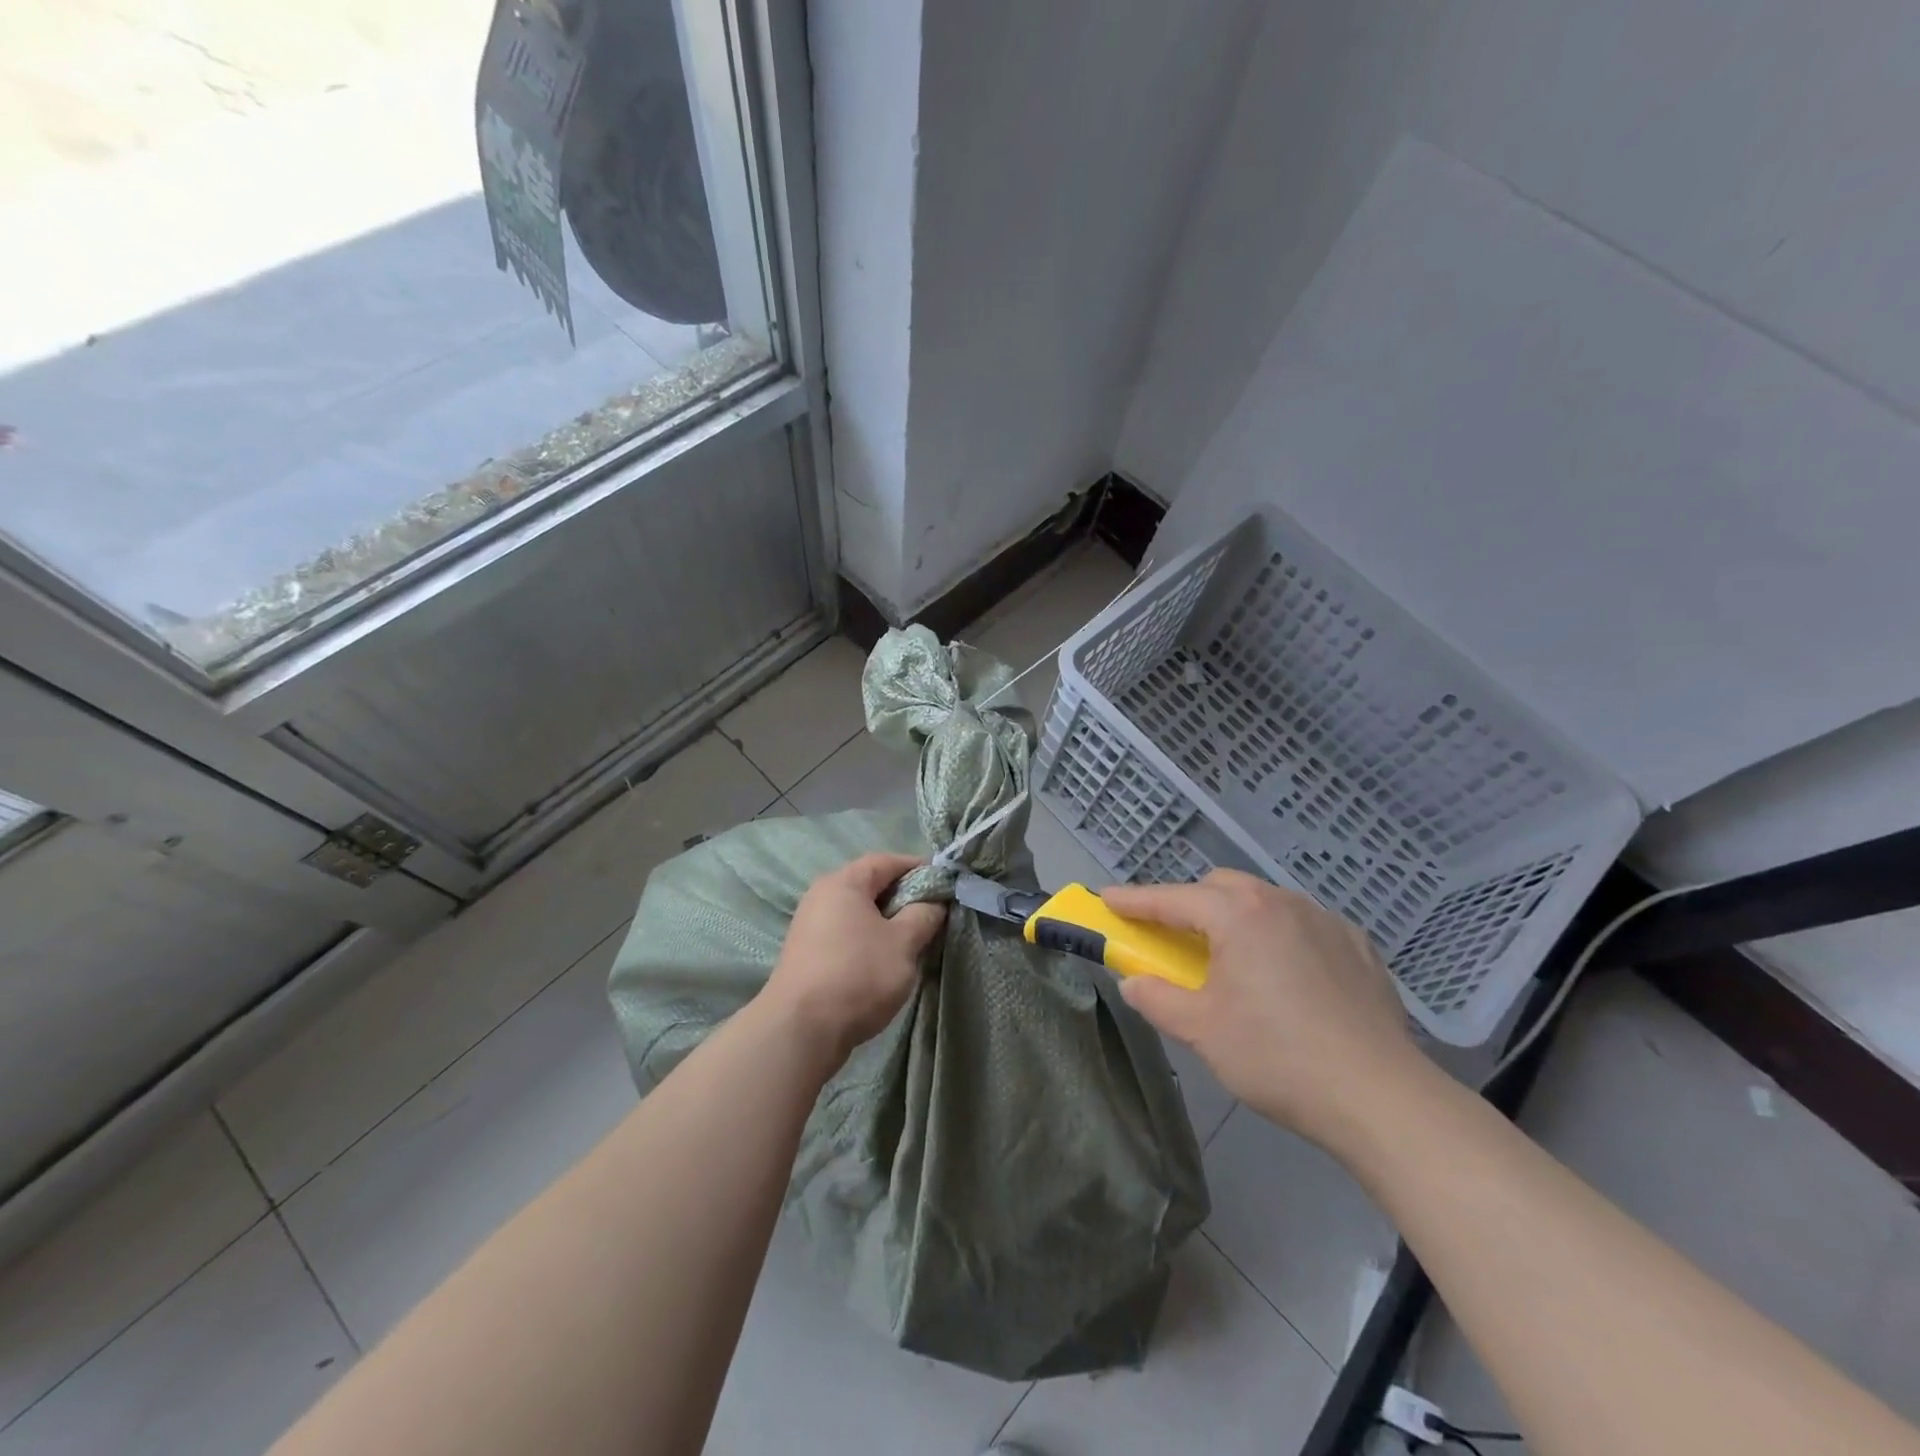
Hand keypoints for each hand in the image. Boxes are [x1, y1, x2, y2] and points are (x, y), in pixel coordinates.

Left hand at [762, 853, 945, 1063]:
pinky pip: (846, 934)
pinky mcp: (807, 955)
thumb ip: (924, 915)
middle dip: (903, 895)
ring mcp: (810, 926)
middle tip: (932, 912)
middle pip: (869, 885)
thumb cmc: (858, 975)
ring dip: (886, 921)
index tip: (943, 882)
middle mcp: (821, 897)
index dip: (917, 867)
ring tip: (913, 939)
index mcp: (843, 883)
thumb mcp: (903, 943)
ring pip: (858, 913)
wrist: (800, 1030)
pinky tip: (884, 960)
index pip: (885, 861)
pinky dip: (868, 939)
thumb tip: (934, 902)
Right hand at [1103, 870, 1419, 1148]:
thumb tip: (1133, 982)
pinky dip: (1280, 936)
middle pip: (1221, 887)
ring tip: (1235, 962)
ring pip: (1265, 901)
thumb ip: (1157, 999)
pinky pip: (1304, 924)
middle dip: (1190, 904)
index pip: (1172, 899)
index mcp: (1239, 916)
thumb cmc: (1278, 1058)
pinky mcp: (1359, 946)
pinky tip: (1288, 977)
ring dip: (1237, 918)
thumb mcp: (1202, 1032)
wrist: (1382, 1098)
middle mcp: (1282, 902)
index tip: (1107, 899)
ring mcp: (1326, 920)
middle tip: (1175, 940)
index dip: (1135, 900)